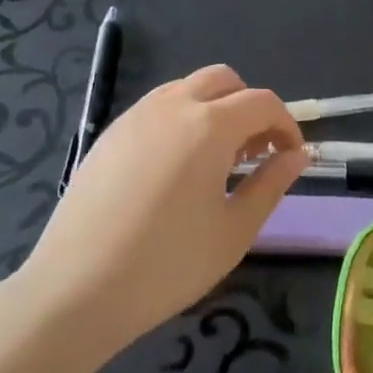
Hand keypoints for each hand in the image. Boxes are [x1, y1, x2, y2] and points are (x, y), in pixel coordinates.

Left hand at [13, 65, 304, 361]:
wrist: (74, 292)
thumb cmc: (168, 265)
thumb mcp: (235, 230)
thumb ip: (272, 183)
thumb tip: (298, 156)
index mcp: (209, 126)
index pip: (263, 103)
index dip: (287, 125)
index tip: (292, 158)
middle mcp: (173, 106)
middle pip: (224, 80)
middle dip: (249, 107)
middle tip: (255, 152)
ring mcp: (135, 117)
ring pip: (187, 89)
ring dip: (214, 109)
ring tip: (216, 160)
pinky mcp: (108, 135)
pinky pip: (157, 108)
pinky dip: (181, 120)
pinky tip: (176, 169)